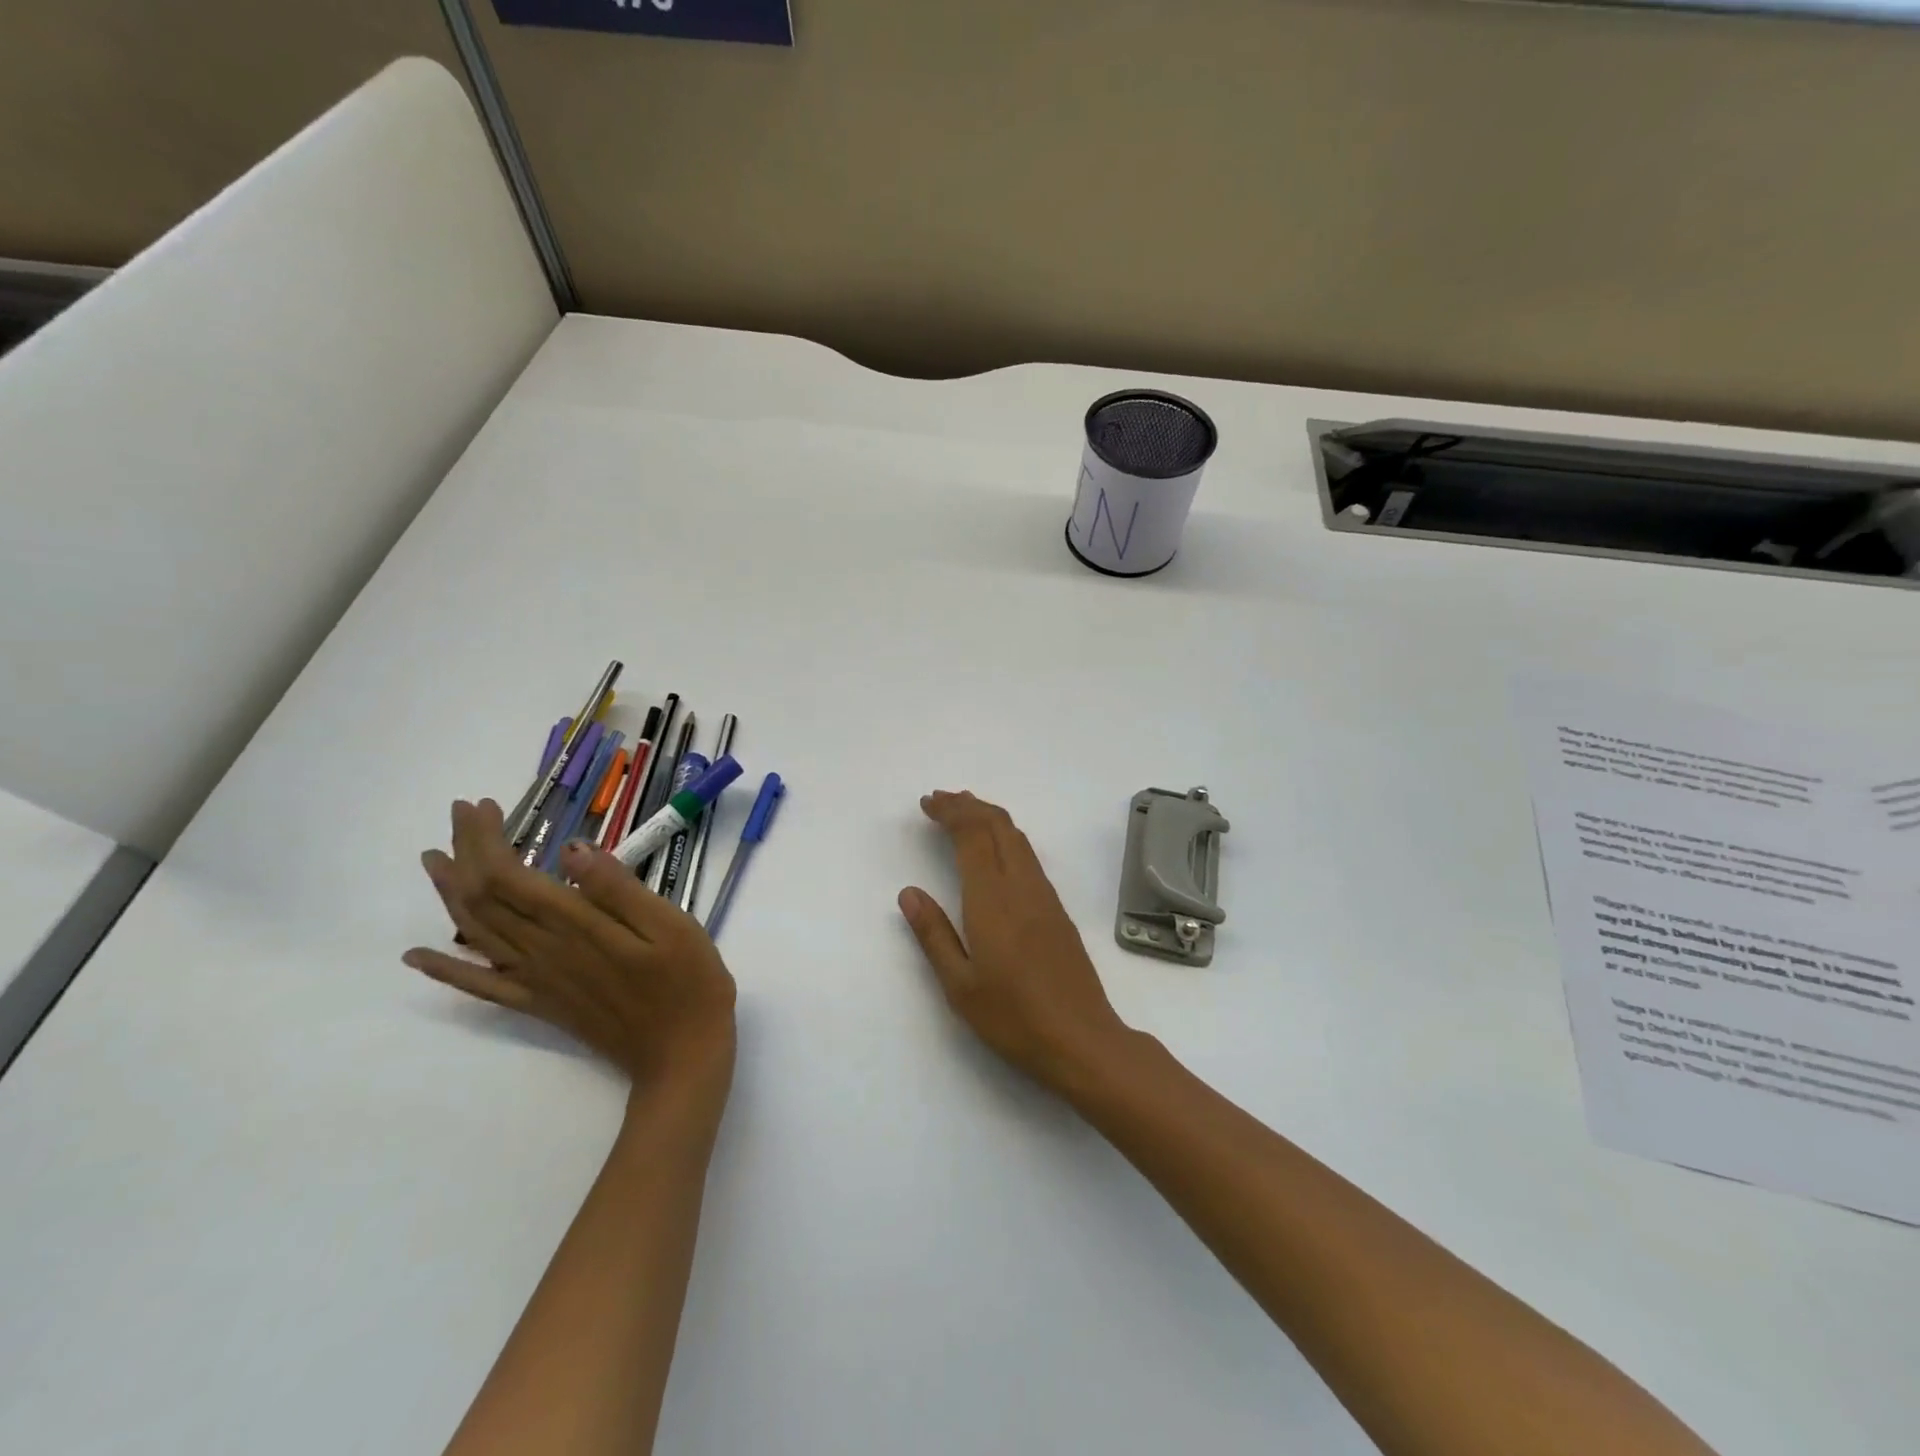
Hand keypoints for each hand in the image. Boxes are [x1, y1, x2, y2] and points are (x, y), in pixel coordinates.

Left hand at [405, 800, 736, 1107]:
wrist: (682, 1053)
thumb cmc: (689, 981)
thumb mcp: (671, 925)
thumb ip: (620, 888)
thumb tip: (573, 849)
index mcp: (576, 926)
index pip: (509, 877)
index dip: (487, 841)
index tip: (484, 807)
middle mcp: (543, 951)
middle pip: (484, 898)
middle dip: (466, 852)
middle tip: (462, 815)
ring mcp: (537, 981)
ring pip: (476, 933)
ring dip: (450, 894)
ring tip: (435, 861)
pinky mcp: (540, 1004)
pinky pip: (480, 987)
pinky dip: (445, 970)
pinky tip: (418, 957)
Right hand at [899, 791, 1133, 1092]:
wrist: (1082, 1039)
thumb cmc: (1013, 1017)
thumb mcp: (959, 985)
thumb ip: (933, 934)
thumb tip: (909, 892)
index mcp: (992, 899)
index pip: (972, 835)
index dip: (950, 812)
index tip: (927, 803)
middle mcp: (1021, 886)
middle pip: (997, 825)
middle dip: (968, 805)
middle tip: (939, 799)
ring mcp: (1044, 895)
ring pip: (1017, 837)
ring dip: (989, 816)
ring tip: (964, 812)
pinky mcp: (1057, 909)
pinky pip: (1028, 855)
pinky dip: (1005, 836)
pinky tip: (996, 850)